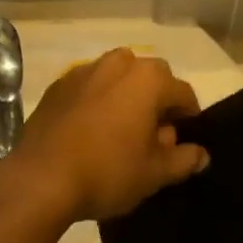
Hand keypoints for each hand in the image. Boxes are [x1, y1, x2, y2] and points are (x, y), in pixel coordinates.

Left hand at [2, 49, 208, 221]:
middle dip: (157, 102)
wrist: (40, 178)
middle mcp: (119, 63)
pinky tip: (90, 131)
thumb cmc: (108, 172)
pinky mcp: (58, 85)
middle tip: (153, 138)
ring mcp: (84, 71)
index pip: (183, 93)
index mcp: (148, 79)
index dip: (189, 119)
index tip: (184, 143)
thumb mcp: (154, 174)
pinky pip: (89, 88)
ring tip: (121, 132)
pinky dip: (97, 101)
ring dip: (126, 97)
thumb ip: (184, 159)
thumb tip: (202, 154)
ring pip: (118, 78)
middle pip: (151, 78)